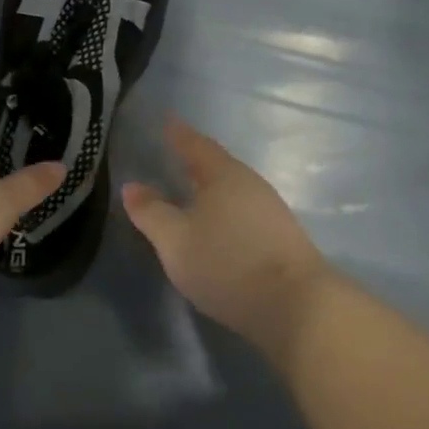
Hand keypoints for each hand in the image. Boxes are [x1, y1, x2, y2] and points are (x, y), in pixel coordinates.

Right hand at [122, 118, 331, 356]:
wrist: (296, 306)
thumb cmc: (227, 263)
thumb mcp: (175, 240)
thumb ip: (151, 212)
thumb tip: (132, 186)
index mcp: (223, 174)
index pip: (195, 144)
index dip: (178, 134)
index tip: (166, 121)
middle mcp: (250, 185)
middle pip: (217, 166)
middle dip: (194, 162)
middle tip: (172, 157)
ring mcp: (270, 211)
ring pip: (232, 191)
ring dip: (210, 190)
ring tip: (190, 193)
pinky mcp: (281, 239)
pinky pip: (243, 212)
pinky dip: (224, 212)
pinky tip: (216, 226)